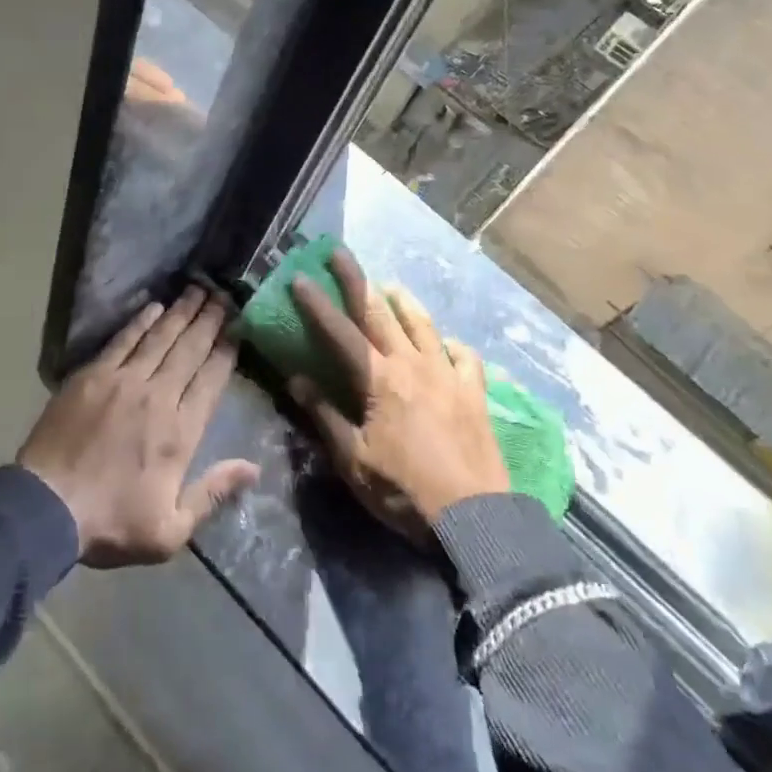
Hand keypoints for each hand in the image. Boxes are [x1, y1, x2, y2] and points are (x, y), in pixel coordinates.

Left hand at [19, 286, 259, 567]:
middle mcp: (158, 396)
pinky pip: (123, 340)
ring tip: (197, 290)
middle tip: (223, 294)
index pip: (211, 380)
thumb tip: (254, 468)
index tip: (238, 327)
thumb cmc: (111, 523)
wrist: (46, 508)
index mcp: (180, 431)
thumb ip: (213, 494)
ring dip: (181, 313)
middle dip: (209, 320)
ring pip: (160, 338)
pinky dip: (140, 321)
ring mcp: (123, 381)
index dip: (227, 351)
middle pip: (190, 350)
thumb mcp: (170, 530)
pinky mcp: (93, 376)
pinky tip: (154, 306)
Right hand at [290, 248, 508, 540]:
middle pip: (380, 313)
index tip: (300, 277)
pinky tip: (448, 344)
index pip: (341, 332)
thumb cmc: (404, 491)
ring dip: (404, 302)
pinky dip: (452, 345)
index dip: (318, 304)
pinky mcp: (474, 392)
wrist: (474, 517)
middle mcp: (413, 364)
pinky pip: (465, 356)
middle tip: (341, 253)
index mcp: (380, 380)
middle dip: (357, 281)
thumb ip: (325, 416)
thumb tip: (296, 380)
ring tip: (392, 286)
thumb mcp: (354, 460)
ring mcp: (448, 374)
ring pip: (424, 325)